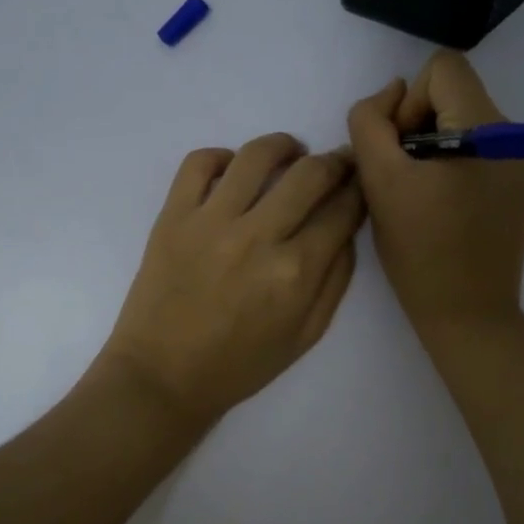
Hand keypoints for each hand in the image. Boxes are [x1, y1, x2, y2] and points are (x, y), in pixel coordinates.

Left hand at [98, 134, 365, 426]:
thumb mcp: (306, 335)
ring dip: (284, 146)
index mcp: (296, 272)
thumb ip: (336, 280)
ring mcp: (210, 221)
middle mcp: (257, 237)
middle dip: (335, 162)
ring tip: (290, 153)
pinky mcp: (173, 216)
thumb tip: (345, 229)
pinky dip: (222, 157)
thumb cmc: (239, 365)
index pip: (343, 210)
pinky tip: (233, 170)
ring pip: (257, 156)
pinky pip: (199, 163)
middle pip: (310, 174)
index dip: (360, 190)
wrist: (163, 376)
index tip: (360, 183)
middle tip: (336, 163)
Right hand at [346, 51, 523, 339]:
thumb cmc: (420, 250)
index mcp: (493, 130)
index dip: (409, 104)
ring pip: (467, 122)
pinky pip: (483, 149)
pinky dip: (458, 164)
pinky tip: (448, 205)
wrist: (467, 314)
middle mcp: (523, 136)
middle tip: (408, 179)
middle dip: (422, 127)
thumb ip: (371, 121)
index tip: (402, 152)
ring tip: (427, 195)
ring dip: (437, 146)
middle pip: (456, 95)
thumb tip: (391, 92)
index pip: (443, 69)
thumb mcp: (379, 180)